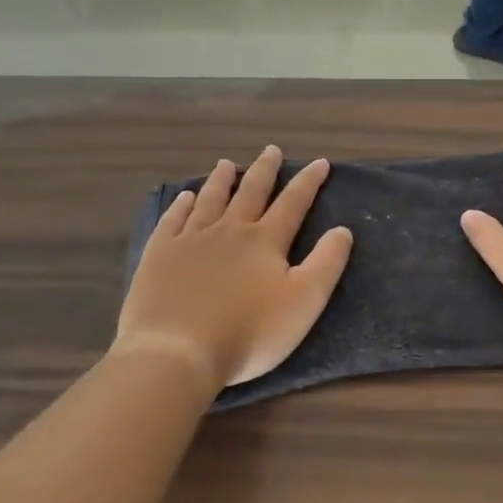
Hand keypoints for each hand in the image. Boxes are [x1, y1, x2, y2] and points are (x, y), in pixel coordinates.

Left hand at [115, 147, 353, 389]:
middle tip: (271, 150)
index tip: (320, 163)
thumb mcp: (304, 301)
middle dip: (264, 171)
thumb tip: (343, 229)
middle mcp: (229, 231)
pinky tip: (183, 198)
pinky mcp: (159, 256)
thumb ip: (326, 263)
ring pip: (209, 200)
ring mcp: (190, 241)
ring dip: (220, 180)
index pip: (293, 203)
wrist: (177, 351)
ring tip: (226, 164)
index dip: (309, 182)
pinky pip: (172, 221)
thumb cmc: (249, 332)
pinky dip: (180, 205)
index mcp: (265, 241)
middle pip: (250, 193)